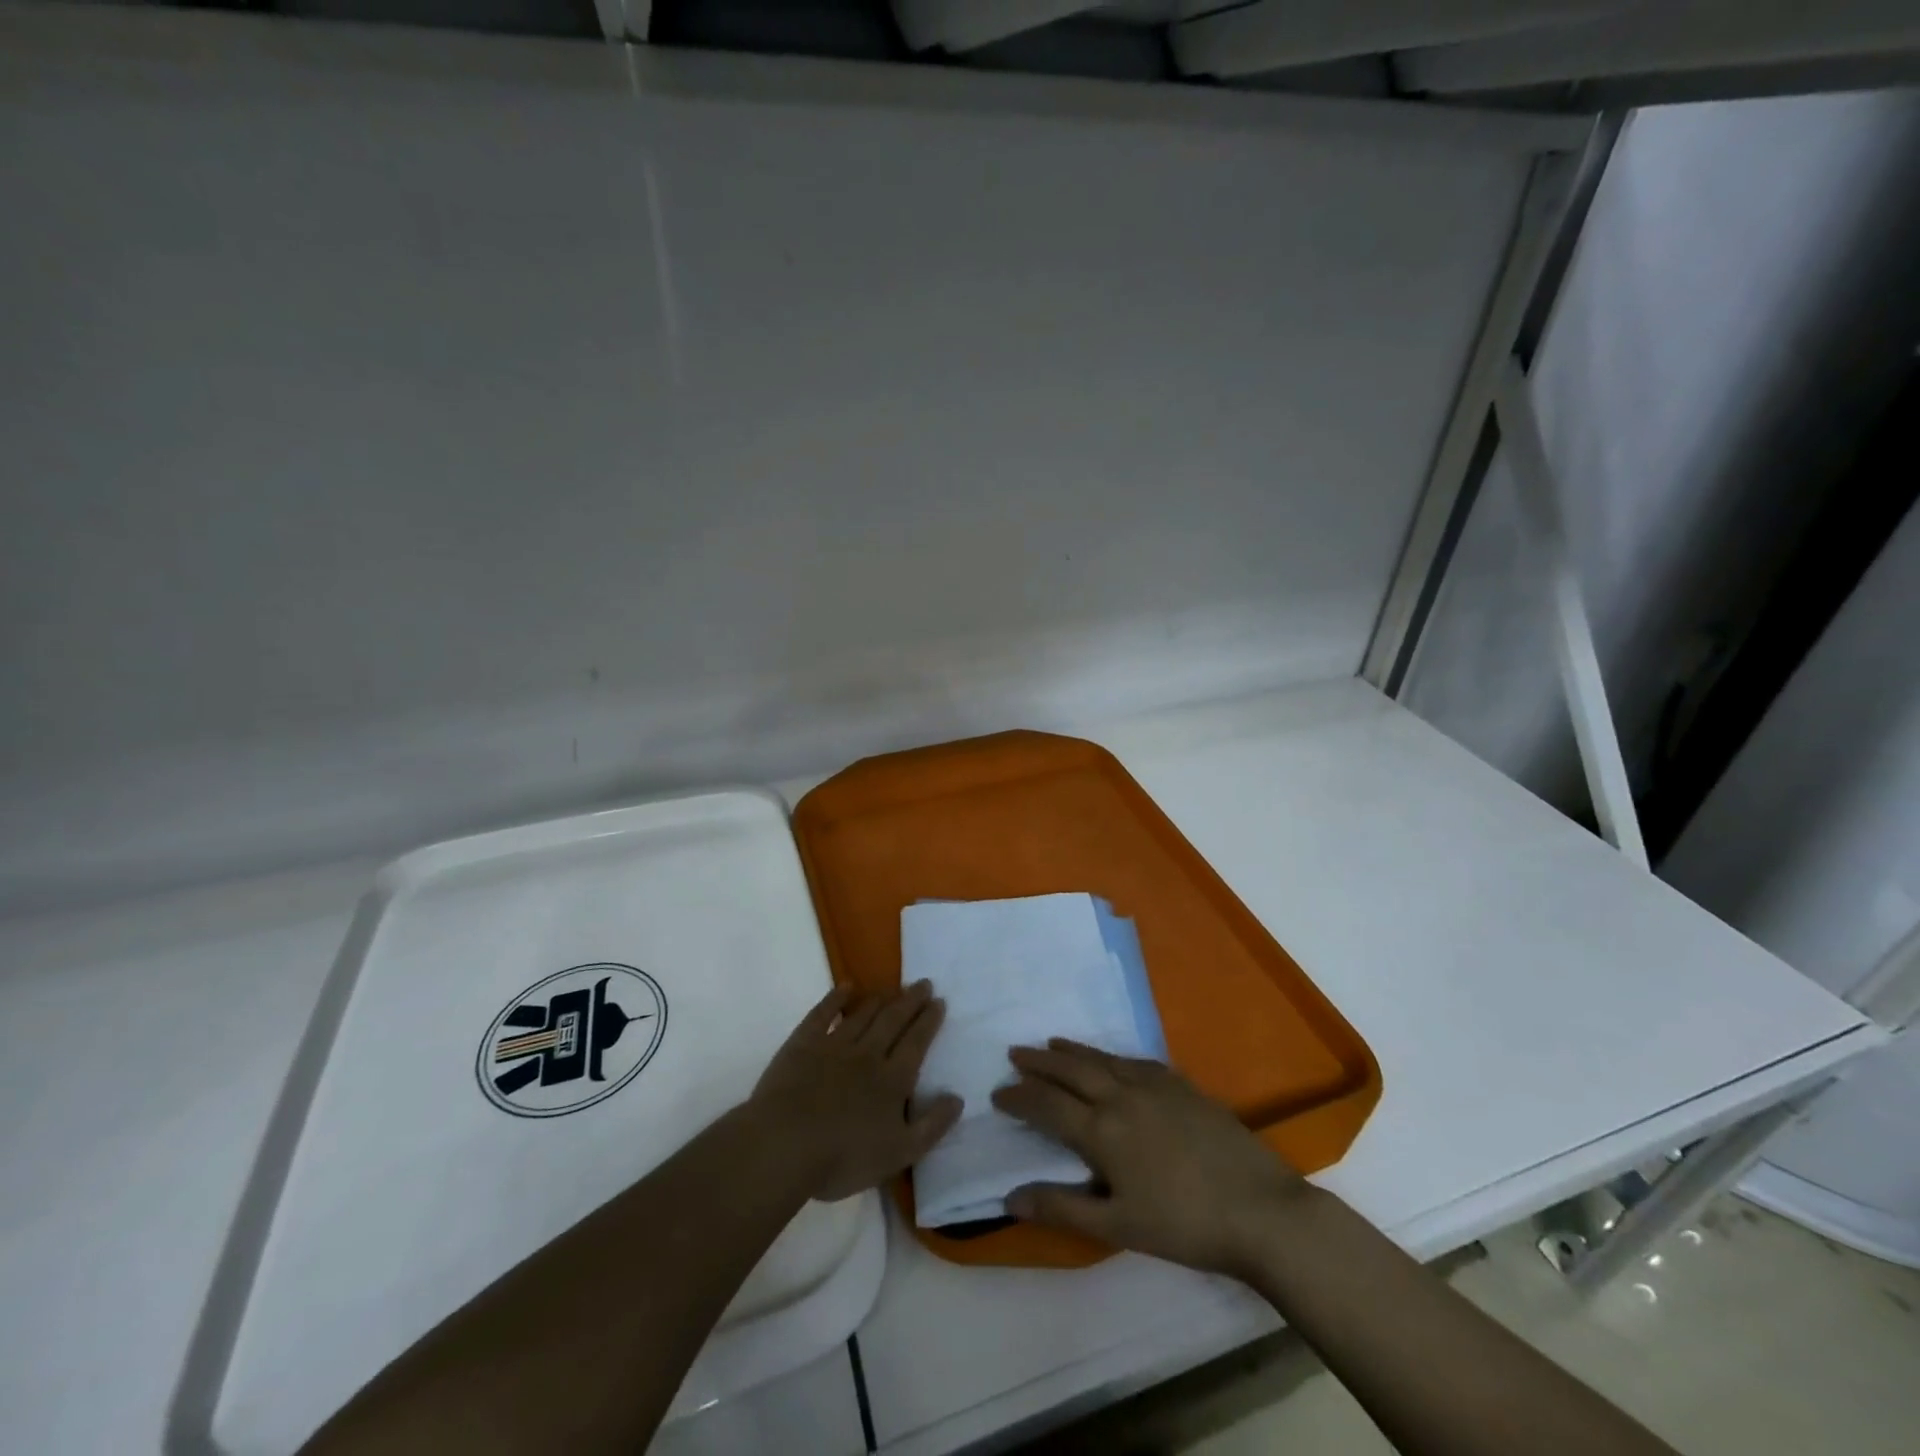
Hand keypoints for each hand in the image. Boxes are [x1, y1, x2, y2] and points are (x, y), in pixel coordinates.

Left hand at [749, 981, 962, 1202]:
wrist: (784, 1145)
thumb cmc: (843, 1157)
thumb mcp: (899, 1153)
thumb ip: (932, 1126)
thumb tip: (957, 1098)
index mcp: (892, 1080)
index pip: (916, 1043)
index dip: (928, 1021)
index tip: (939, 1001)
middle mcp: (867, 1055)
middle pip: (893, 1021)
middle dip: (911, 1001)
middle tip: (923, 983)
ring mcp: (834, 1045)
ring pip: (863, 1015)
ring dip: (880, 998)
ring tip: (893, 987)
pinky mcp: (803, 1044)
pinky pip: (823, 1013)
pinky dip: (836, 998)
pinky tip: (846, 987)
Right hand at [992, 1039, 1308, 1275]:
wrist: (1259, 1209)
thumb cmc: (1184, 1226)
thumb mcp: (1117, 1226)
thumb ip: (1062, 1208)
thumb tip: (1009, 1197)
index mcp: (1102, 1131)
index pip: (1047, 1105)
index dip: (1019, 1097)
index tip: (998, 1093)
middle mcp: (1121, 1096)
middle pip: (1070, 1070)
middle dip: (1039, 1062)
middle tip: (1015, 1053)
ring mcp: (1154, 1086)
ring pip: (1102, 1059)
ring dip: (1072, 1051)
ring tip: (1051, 1044)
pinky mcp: (1181, 1085)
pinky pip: (1135, 1060)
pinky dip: (1111, 1056)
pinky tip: (1111, 1059)